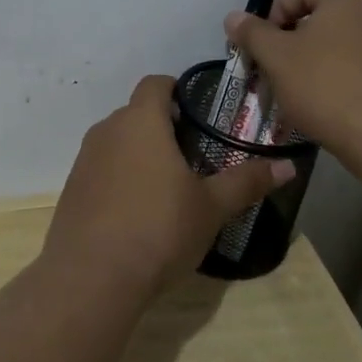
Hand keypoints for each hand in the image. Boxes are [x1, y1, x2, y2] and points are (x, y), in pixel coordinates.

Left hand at [45, 75, 294, 296]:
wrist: (91, 277)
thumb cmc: (158, 229)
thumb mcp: (211, 208)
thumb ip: (247, 182)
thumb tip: (289, 166)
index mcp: (141, 122)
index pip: (155, 84)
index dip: (178, 91)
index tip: (200, 114)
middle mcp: (107, 131)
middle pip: (137, 113)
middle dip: (163, 127)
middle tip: (194, 156)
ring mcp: (84, 160)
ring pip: (118, 142)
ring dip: (141, 154)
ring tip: (168, 187)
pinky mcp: (72, 189)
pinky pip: (102, 170)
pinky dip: (120, 179)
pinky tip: (138, 212)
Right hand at [224, 0, 361, 176]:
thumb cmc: (328, 87)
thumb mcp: (278, 58)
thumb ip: (253, 33)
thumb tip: (233, 17)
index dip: (274, 17)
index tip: (262, 49)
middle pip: (325, 14)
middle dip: (297, 38)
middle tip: (279, 68)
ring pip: (345, 38)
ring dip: (320, 56)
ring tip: (303, 87)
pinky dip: (345, 72)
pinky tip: (332, 100)